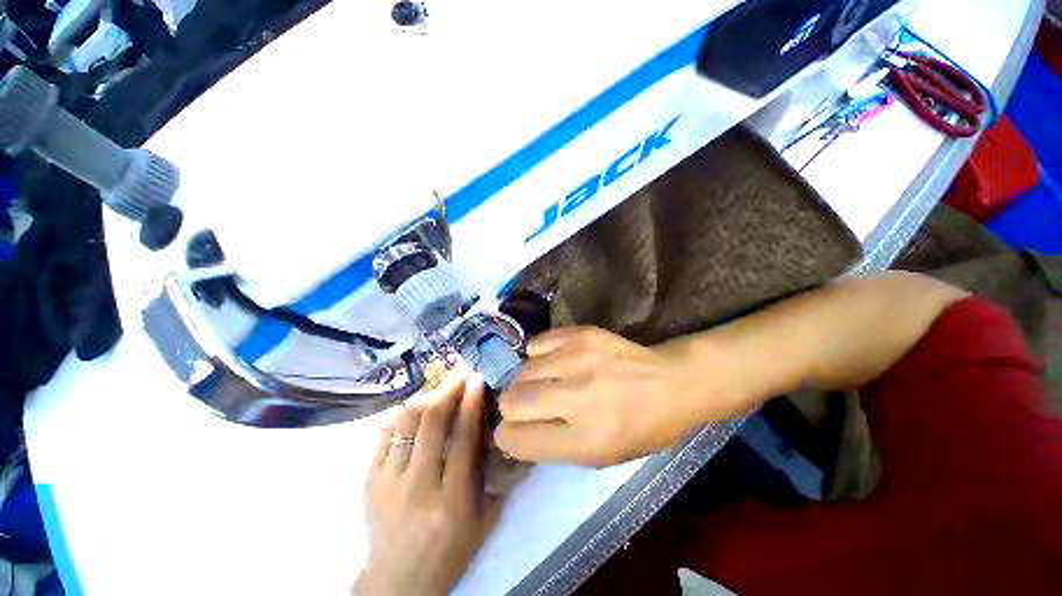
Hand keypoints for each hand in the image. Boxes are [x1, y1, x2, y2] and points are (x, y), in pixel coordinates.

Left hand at [356, 372, 501, 595]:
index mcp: (451, 500)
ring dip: (426, 397)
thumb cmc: (451, 552)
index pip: (463, 439)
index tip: (477, 379)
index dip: (471, 404)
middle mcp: (418, 487)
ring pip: (406, 424)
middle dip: (449, 390)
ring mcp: (388, 483)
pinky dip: (402, 414)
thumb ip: (498, 478)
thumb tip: (503, 433)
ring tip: (441, 385)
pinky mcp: (369, 481)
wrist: (398, 581)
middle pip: (432, 424)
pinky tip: (415, 404)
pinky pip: (385, 435)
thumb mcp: (485, 520)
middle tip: (461, 371)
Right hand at [494, 327, 745, 466]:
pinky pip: (536, 344)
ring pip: (520, 372)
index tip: (513, 432)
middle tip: (529, 405)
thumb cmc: (639, 428)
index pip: (516, 439)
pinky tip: (554, 361)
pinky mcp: (580, 334)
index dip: (508, 437)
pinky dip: (538, 356)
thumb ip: (550, 447)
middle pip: (510, 401)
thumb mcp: (599, 457)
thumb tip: (510, 434)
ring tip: (546, 382)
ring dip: (526, 381)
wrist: (671, 382)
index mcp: (586, 440)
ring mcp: (578, 360)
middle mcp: (578, 398)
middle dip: (512, 408)